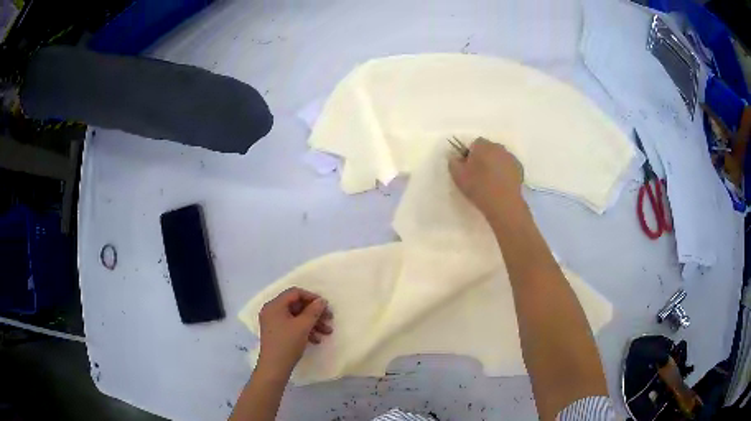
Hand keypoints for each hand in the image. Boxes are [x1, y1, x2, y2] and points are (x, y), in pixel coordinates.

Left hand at [257, 287, 332, 376]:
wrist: (274, 367)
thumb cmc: (287, 343)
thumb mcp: (303, 326)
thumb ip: (313, 311)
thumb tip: (321, 301)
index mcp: (275, 305)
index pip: (295, 293)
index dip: (312, 297)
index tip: (325, 306)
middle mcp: (272, 310)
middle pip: (296, 305)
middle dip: (314, 312)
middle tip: (329, 319)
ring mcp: (273, 322)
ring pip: (296, 316)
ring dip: (312, 322)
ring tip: (327, 332)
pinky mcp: (276, 333)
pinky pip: (292, 325)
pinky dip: (305, 330)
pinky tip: (316, 339)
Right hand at [449, 137, 523, 217]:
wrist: (504, 205)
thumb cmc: (479, 188)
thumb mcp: (458, 177)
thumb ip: (453, 163)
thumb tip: (455, 157)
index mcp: (483, 145)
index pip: (474, 144)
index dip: (470, 155)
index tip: (468, 168)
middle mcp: (498, 147)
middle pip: (488, 149)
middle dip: (483, 158)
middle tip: (477, 175)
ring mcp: (511, 158)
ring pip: (499, 158)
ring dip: (494, 165)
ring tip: (490, 182)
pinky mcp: (519, 170)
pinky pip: (508, 167)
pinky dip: (504, 172)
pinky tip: (500, 186)